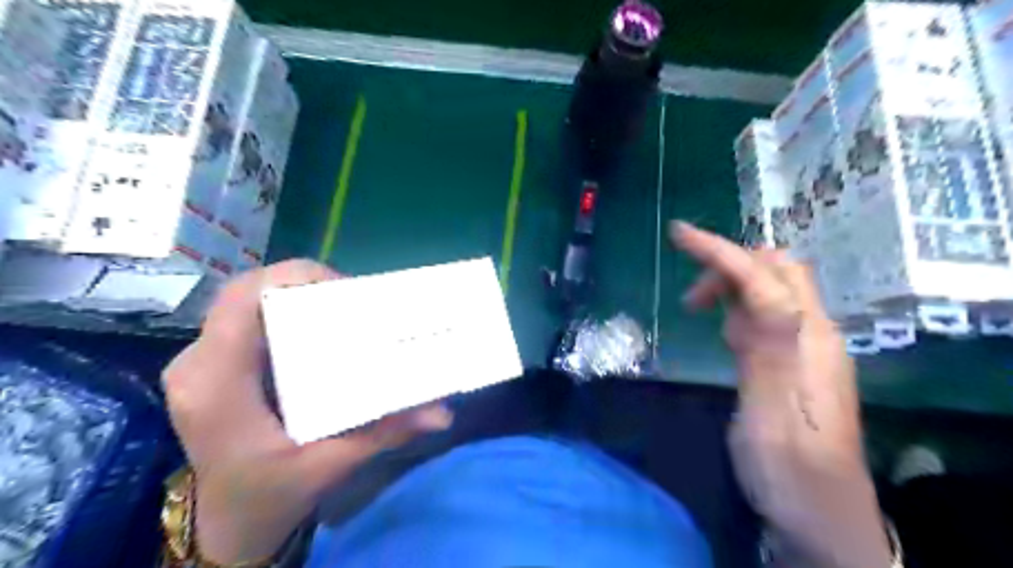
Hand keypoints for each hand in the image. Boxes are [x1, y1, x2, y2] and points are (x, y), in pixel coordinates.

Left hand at [164, 260, 453, 563]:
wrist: (228, 525)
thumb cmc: (270, 497)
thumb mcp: (330, 466)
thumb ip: (384, 433)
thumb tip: (442, 413)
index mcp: (217, 383)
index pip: (244, 299)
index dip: (296, 278)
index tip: (347, 292)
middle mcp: (198, 363)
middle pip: (247, 293)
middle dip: (304, 286)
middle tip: (353, 303)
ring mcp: (199, 363)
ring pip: (247, 303)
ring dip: (295, 298)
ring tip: (342, 313)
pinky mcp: (211, 367)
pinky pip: (247, 320)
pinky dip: (285, 315)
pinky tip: (318, 332)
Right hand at [676, 225, 888, 564]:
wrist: (820, 519)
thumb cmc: (790, 473)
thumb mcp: (771, 415)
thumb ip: (768, 350)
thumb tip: (758, 293)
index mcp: (809, 341)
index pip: (763, 277)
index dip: (720, 250)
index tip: (678, 233)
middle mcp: (814, 334)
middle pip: (777, 272)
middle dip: (729, 265)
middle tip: (691, 298)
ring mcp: (806, 347)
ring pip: (771, 291)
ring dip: (732, 287)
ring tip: (697, 311)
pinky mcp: (794, 362)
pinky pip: (766, 317)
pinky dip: (738, 310)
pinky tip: (723, 331)